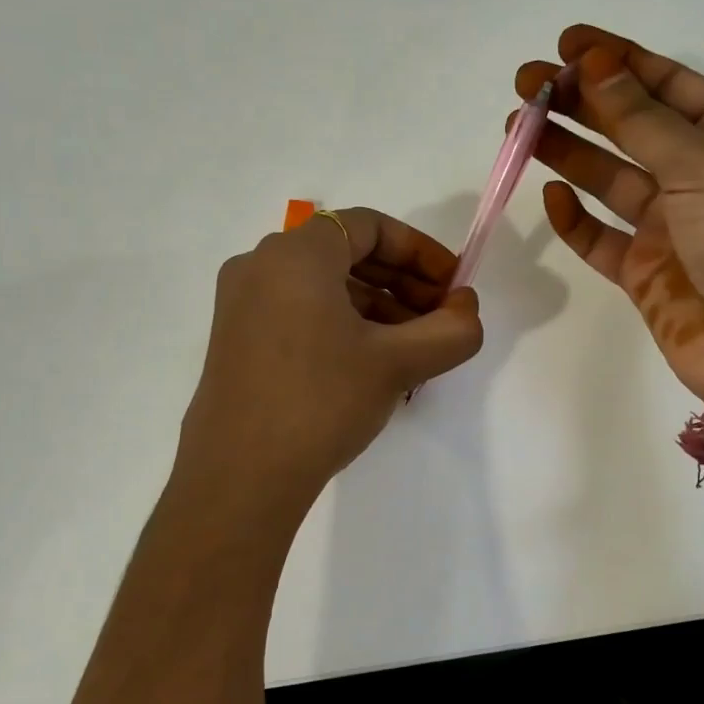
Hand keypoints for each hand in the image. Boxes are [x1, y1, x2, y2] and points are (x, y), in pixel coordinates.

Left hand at [179, 207, 484, 497]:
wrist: (240, 477)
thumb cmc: (321, 401)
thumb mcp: (397, 363)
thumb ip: (451, 330)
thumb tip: (466, 309)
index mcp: (295, 254)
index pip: (370, 225)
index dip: (421, 251)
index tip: (453, 286)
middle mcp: (260, 266)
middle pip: (346, 253)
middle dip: (402, 282)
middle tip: (440, 319)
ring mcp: (241, 304)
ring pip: (323, 286)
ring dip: (376, 307)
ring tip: (413, 349)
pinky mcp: (236, 340)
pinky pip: (300, 312)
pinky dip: (342, 325)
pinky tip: (371, 365)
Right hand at [518, 25, 703, 413]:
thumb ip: (642, 119)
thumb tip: (594, 66)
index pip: (670, 85)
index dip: (619, 60)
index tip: (567, 43)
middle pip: (632, 128)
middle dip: (581, 103)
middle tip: (527, 85)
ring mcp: (672, 227)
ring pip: (608, 179)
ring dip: (566, 152)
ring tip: (518, 127)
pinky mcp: (644, 272)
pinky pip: (600, 237)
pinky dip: (574, 218)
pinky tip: (549, 195)